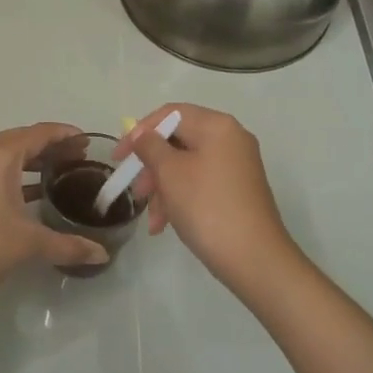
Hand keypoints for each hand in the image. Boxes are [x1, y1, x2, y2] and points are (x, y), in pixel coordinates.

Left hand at [0, 123, 109, 315]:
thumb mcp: (28, 243)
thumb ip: (68, 245)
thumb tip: (102, 255)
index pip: (39, 133)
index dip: (66, 135)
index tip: (90, 142)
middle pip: (23, 141)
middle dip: (52, 149)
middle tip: (82, 160)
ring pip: (7, 158)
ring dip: (34, 164)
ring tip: (63, 175)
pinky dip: (17, 178)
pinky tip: (34, 196)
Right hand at [114, 104, 304, 294]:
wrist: (254, 258)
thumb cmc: (206, 206)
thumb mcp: (170, 173)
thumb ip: (150, 146)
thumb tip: (141, 134)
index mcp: (217, 126)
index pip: (170, 114)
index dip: (140, 131)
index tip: (119, 156)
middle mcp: (231, 139)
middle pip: (178, 141)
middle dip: (151, 166)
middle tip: (135, 190)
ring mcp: (237, 166)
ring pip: (186, 166)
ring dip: (163, 188)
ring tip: (151, 219)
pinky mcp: (237, 190)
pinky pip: (200, 183)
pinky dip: (180, 199)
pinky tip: (164, 225)